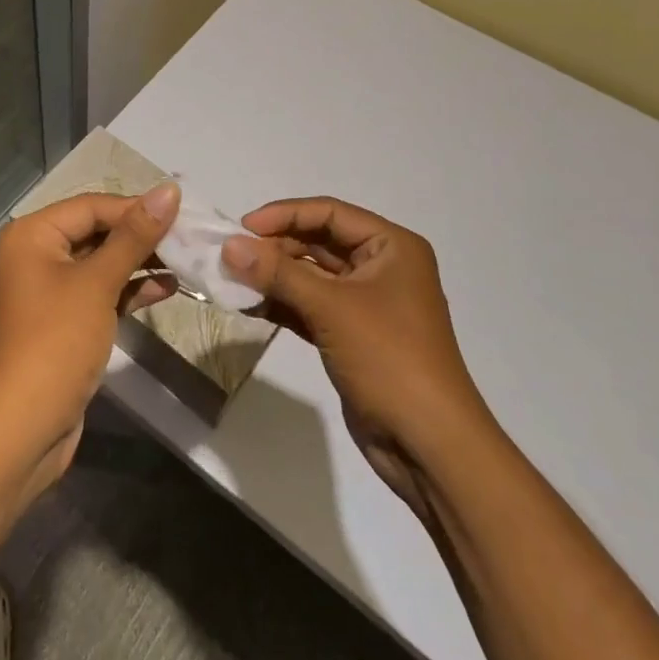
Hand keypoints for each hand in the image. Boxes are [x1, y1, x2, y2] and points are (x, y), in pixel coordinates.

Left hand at [0, 184, 180, 490]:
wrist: (20, 431)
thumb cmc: (55, 343)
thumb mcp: (97, 283)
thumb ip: (135, 236)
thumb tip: (169, 190)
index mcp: (32, 235)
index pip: (92, 206)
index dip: (136, 208)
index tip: (183, 214)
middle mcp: (35, 255)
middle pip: (96, 231)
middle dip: (141, 235)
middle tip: (189, 238)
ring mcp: (48, 291)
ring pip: (101, 263)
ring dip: (140, 262)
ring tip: (186, 260)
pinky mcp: (63, 322)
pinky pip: (99, 292)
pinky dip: (128, 289)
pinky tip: (166, 288)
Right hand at [224, 197, 492, 513]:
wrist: (429, 446)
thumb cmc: (389, 358)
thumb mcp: (331, 308)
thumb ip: (278, 273)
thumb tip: (229, 246)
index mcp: (391, 246)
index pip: (330, 213)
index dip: (285, 215)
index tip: (243, 228)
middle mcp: (381, 267)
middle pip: (319, 241)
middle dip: (275, 247)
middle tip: (231, 257)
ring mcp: (366, 304)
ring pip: (311, 276)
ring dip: (274, 277)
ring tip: (232, 280)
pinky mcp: (352, 336)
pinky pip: (311, 307)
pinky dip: (283, 304)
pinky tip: (249, 306)